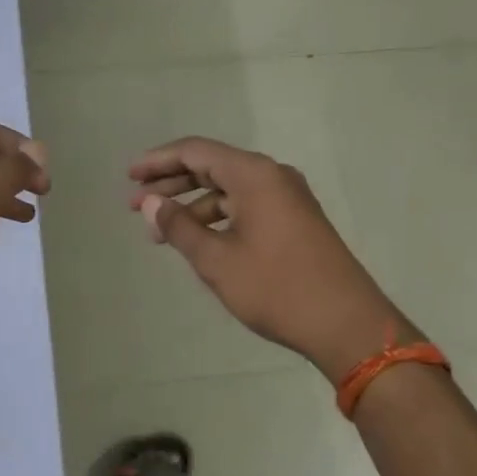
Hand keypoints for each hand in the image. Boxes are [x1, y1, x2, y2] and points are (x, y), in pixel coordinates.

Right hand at [129, 137, 416, 382]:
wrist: (347, 324)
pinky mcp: (296, 221)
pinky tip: (199, 240)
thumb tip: (151, 203)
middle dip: (172, 183)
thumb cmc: (276, 288)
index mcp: (255, 175)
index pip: (196, 151)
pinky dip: (218, 218)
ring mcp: (288, 198)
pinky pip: (247, 206)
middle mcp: (273, 176)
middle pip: (212, 166)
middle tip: (137, 204)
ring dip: (193, 205)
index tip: (129, 177)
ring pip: (229, 190)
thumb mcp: (217, 260)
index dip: (158, 161)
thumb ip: (179, 227)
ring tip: (161, 233)